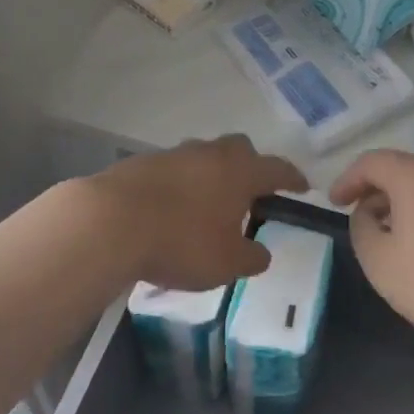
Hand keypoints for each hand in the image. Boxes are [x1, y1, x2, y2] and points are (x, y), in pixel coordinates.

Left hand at [81, 136, 307, 290]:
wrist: (110, 222)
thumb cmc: (181, 241)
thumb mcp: (226, 263)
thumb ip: (251, 257)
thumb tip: (261, 252)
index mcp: (239, 171)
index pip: (277, 169)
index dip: (293, 178)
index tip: (303, 187)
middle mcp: (210, 153)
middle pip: (239, 150)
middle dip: (250, 167)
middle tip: (251, 193)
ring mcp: (173, 154)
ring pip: (203, 157)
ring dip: (211, 176)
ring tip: (208, 205)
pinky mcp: (141, 163)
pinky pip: (172, 170)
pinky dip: (179, 185)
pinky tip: (170, 210)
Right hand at [329, 150, 413, 356]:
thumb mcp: (380, 261)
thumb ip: (361, 227)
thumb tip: (369, 212)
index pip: (371, 162)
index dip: (347, 179)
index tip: (334, 202)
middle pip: (401, 169)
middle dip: (376, 191)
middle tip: (361, 221)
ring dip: (403, 202)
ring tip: (391, 236)